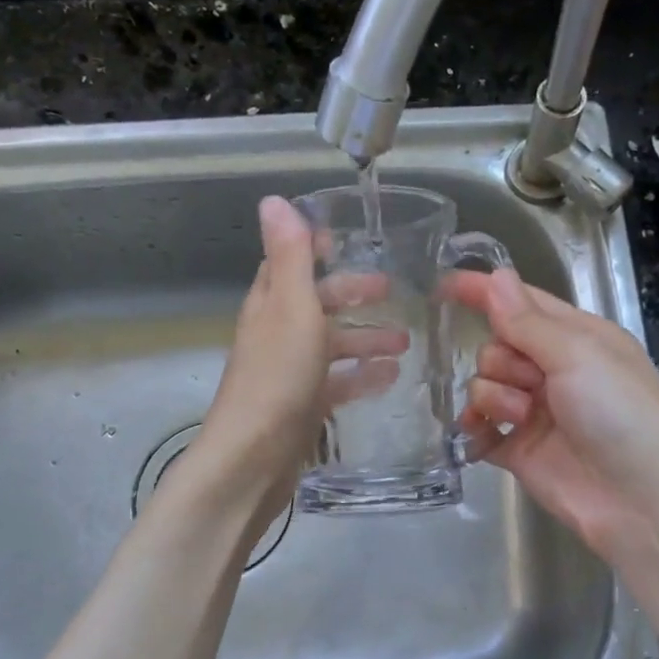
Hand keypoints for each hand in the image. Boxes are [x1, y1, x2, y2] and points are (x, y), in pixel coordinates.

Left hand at [193, 197, 405, 524]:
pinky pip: (337, 384)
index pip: (289, 265)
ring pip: (331, 347)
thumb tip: (273, 199)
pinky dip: (361, 377)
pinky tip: (390, 379)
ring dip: (365, 339)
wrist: (253, 458)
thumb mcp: (291, 308)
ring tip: (405, 342)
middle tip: (392, 289)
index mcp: (270, 305)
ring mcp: (289, 374)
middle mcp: (276, 335)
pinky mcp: (302, 408)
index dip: (315, 249)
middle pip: (316, 305)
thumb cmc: (278, 377)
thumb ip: (290, 257)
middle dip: (351, 294)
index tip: (349, 239)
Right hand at [445, 269, 658, 560]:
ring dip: (495, 397)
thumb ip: (528, 321)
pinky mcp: (517, 450)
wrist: (642, 501)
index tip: (445, 285)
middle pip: (497, 345)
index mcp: (577, 337)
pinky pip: (479, 427)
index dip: (485, 292)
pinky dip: (475, 427)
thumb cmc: (621, 414)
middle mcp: (554, 370)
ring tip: (522, 419)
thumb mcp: (579, 355)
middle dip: (502, 360)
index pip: (521, 304)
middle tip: (530, 382)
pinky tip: (479, 434)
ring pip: (484, 384)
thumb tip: (496, 276)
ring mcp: (534, 411)